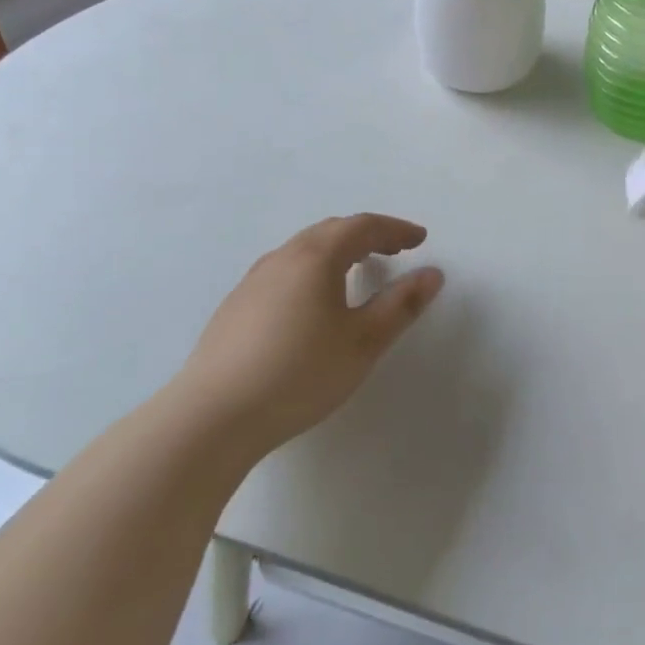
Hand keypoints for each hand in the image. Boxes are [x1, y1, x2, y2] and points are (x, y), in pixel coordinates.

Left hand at [175, 214, 444, 455]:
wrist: (211, 417)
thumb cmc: (299, 374)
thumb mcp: (363, 342)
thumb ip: (402, 304)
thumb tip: (432, 274)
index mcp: (316, 258)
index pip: (363, 227)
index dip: (395, 230)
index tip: (420, 240)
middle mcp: (282, 258)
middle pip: (331, 231)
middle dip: (368, 235)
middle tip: (395, 250)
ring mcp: (253, 281)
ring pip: (304, 250)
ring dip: (338, 251)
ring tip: (358, 271)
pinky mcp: (235, 307)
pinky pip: (284, 271)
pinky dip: (313, 270)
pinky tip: (314, 302)